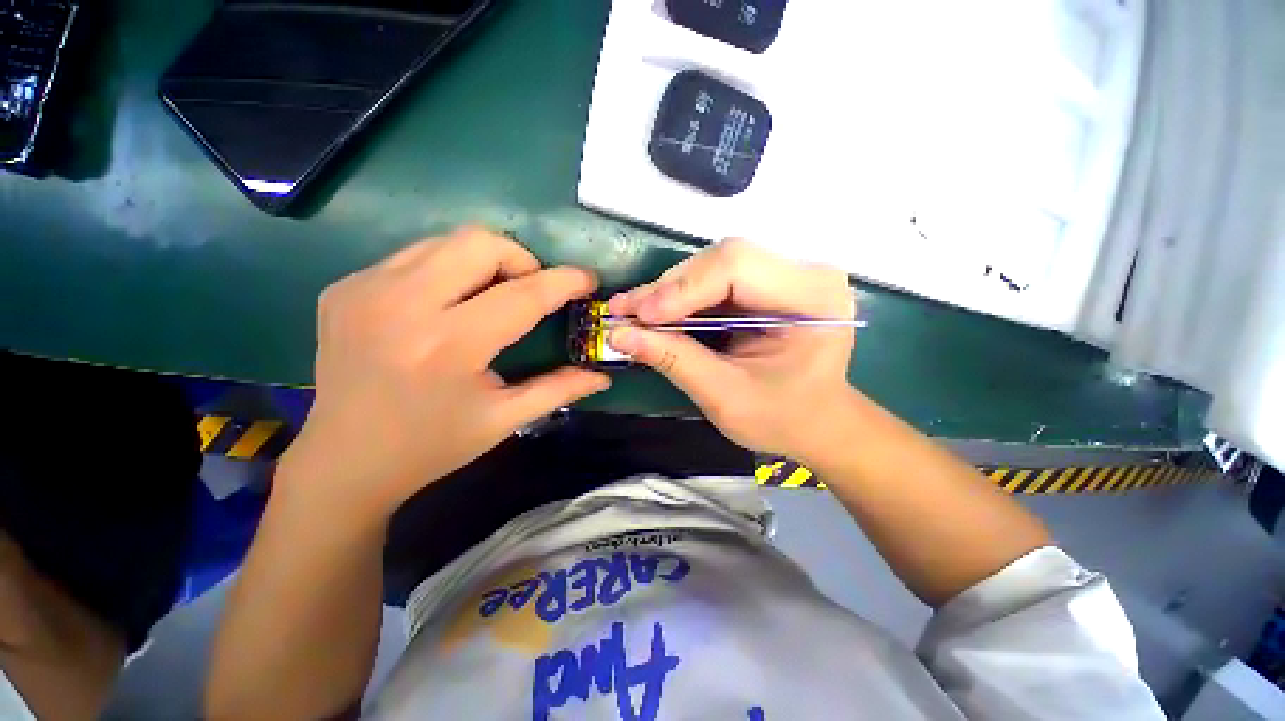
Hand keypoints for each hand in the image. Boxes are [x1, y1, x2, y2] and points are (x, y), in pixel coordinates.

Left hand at [277, 227, 609, 525]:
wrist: (342, 461)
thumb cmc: (432, 446)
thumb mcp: (504, 420)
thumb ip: (559, 390)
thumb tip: (601, 375)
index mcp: (449, 346)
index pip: (523, 294)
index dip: (563, 281)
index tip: (588, 279)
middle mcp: (402, 305)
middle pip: (480, 242)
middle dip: (522, 259)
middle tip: (531, 290)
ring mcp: (365, 289)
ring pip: (446, 241)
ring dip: (485, 261)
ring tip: (494, 294)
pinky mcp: (345, 287)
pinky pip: (413, 256)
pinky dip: (447, 270)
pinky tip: (448, 304)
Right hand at [607, 239, 854, 460]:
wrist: (814, 421)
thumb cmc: (782, 418)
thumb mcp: (726, 397)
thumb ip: (676, 360)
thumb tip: (619, 335)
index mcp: (811, 296)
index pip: (737, 267)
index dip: (683, 288)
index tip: (639, 316)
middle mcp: (803, 272)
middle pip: (722, 259)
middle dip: (668, 289)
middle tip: (623, 313)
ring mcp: (784, 274)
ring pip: (712, 266)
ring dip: (668, 292)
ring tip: (631, 314)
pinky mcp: (764, 284)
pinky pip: (713, 281)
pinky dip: (681, 299)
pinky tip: (654, 314)